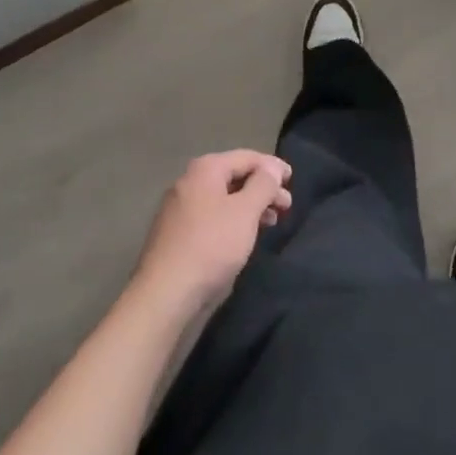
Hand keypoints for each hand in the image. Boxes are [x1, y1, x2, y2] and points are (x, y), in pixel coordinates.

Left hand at [134, 151, 292, 310]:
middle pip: (234, 177)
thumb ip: (263, 185)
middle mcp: (190, 181)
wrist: (163, 297)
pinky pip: (211, 217)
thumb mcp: (245, 213)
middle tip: (286, 206)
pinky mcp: (175, 235)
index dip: (272, 166)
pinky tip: (242, 238)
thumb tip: (272, 166)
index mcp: (205, 168)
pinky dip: (232, 221)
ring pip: (223, 199)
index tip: (292, 179)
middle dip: (262, 189)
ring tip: (270, 223)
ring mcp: (179, 208)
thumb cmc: (210, 247)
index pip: (246, 157)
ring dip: (249, 207)